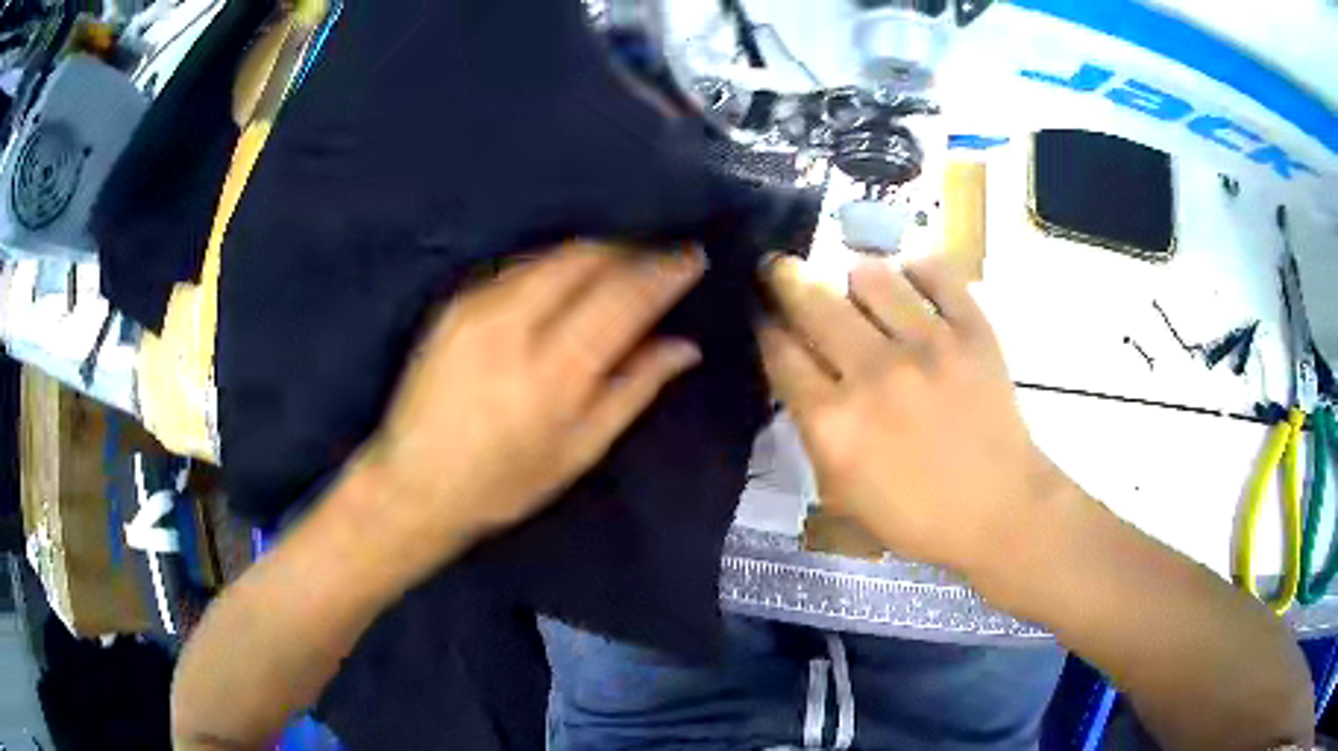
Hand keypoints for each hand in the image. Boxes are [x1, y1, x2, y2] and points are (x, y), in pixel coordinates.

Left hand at [362, 242, 704, 577]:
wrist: (414, 482)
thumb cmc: (504, 484)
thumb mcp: (579, 451)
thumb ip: (633, 390)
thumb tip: (684, 346)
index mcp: (553, 374)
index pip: (622, 298)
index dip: (663, 271)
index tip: (691, 256)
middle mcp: (513, 327)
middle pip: (586, 258)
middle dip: (629, 250)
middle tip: (656, 260)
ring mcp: (477, 308)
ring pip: (551, 255)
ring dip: (593, 254)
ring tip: (618, 268)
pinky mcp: (454, 304)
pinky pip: (518, 267)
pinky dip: (552, 268)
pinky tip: (564, 285)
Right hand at [758, 255, 1070, 576]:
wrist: (1000, 511)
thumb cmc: (917, 516)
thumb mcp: (843, 490)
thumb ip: (813, 428)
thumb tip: (799, 368)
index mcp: (835, 424)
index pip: (781, 351)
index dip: (765, 324)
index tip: (763, 312)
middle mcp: (875, 374)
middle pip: (813, 300)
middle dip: (786, 278)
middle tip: (782, 269)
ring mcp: (929, 346)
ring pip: (871, 274)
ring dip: (855, 279)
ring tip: (862, 291)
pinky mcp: (973, 331)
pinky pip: (935, 271)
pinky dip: (917, 270)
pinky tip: (913, 285)